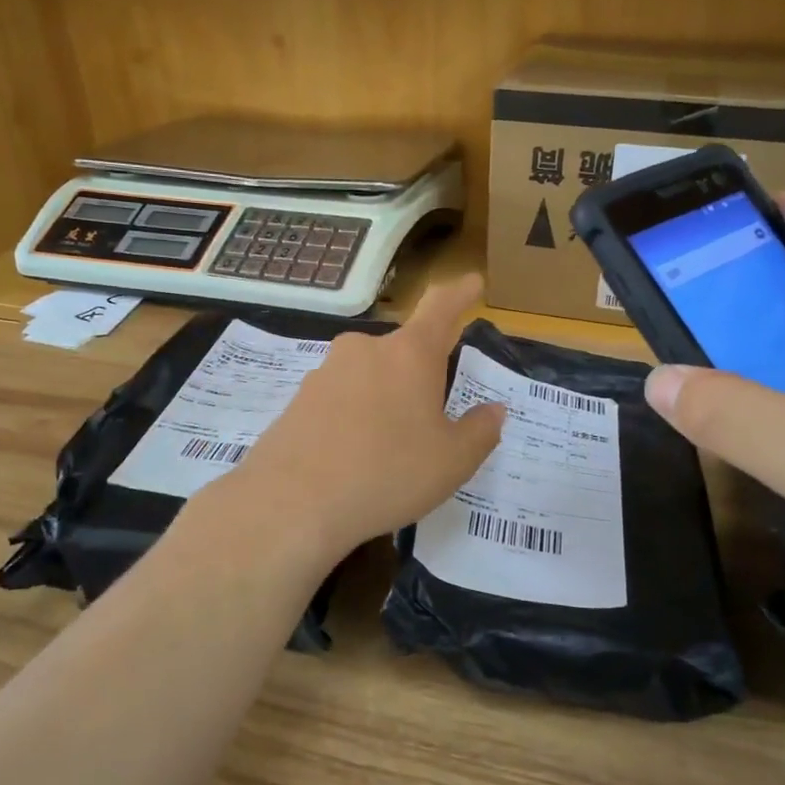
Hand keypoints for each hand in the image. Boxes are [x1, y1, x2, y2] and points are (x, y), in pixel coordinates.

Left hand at [219, 276, 505, 564]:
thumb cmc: (388, 473)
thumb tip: (492, 410)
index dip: (460, 293)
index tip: (472, 282)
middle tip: (431, 416)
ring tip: (390, 450)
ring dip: (384, 401)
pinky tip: (354, 459)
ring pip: (369, 378)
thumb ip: (480, 430)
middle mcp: (365, 350)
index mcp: (409, 354)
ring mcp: (325, 373)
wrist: (292, 502)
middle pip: (402, 351)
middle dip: (420, 376)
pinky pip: (339, 401)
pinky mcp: (297, 400)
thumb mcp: (453, 461)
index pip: (441, 307)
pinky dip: (354, 419)